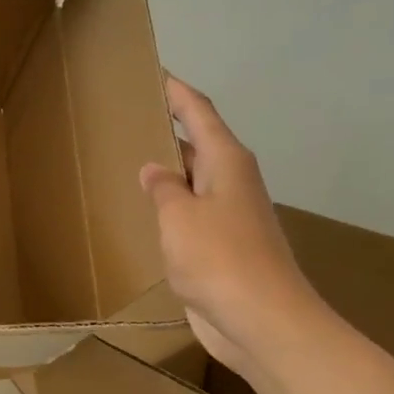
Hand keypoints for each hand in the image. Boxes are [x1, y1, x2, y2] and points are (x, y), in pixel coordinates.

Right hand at [139, 76, 326, 375]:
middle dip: (171, 129)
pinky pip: (193, 215)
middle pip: (200, 143)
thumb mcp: (179, 217)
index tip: (155, 73)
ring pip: (196, 181)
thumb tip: (155, 169)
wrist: (262, 321)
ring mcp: (231, 216)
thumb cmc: (219, 258)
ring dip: (171, 171)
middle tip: (131, 117)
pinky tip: (149, 214)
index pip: (199, 112)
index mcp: (227, 162)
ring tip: (132, 160)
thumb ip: (163, 188)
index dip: (177, 91)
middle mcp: (233, 182)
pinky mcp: (225, 248)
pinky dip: (172, 208)